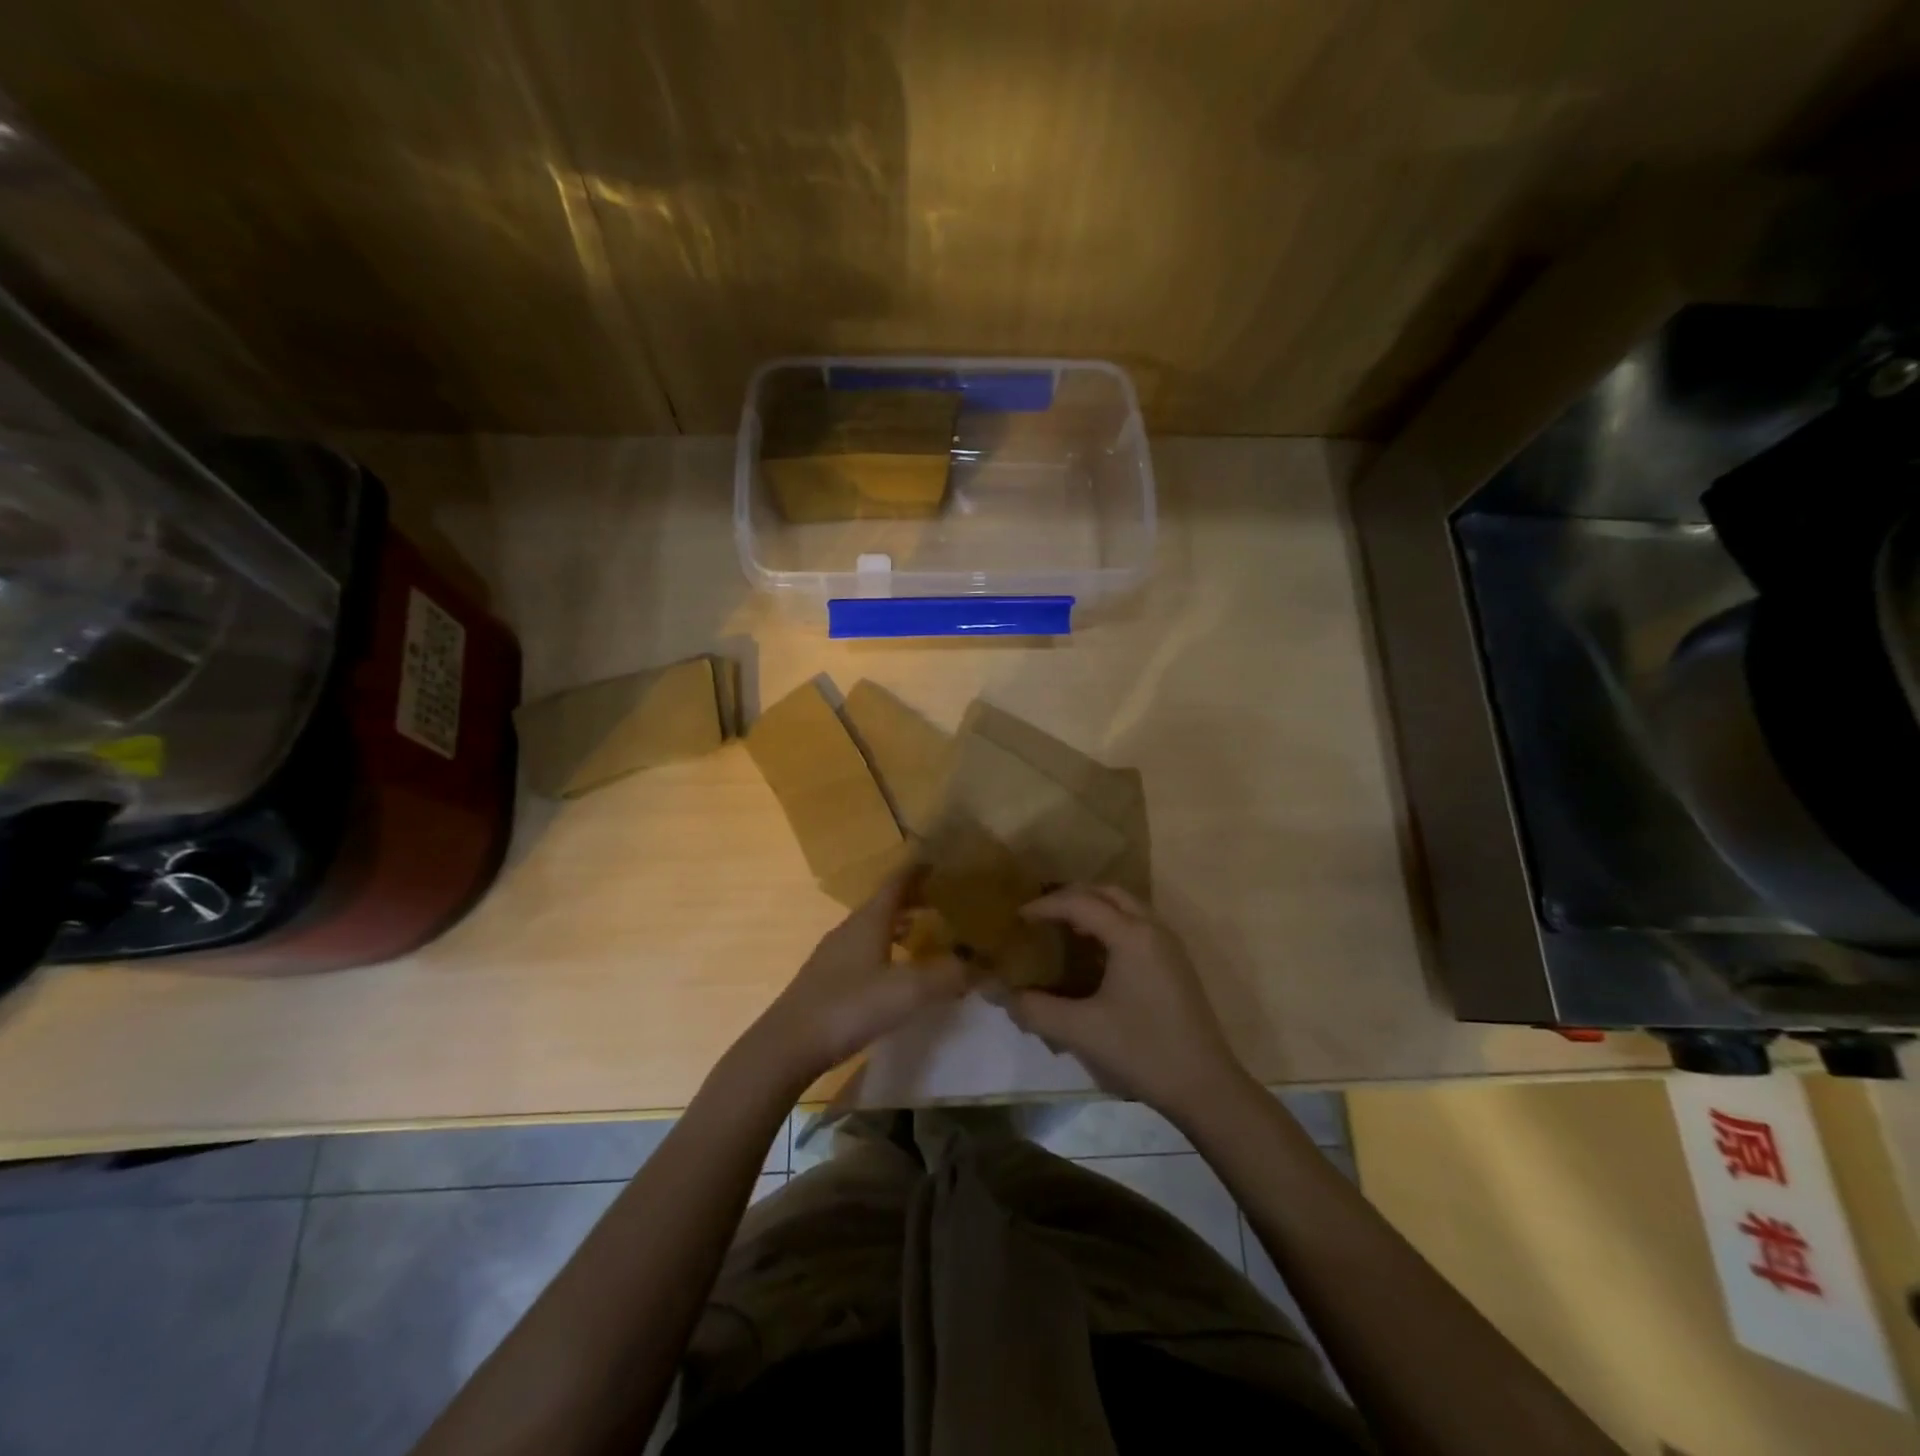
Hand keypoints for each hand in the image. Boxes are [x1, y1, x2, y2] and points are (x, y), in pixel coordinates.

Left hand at [749, 866, 967, 1087]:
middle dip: (913, 899)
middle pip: (885, 904)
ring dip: (899, 926)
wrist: (788, 1045)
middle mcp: (850, 929)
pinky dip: (886, 950)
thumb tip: (982, 965)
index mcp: (869, 920)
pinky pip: (864, 952)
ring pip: (873, 929)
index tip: (939, 861)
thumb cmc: (850, 1007)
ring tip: (925, 934)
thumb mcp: (907, 992)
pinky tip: (895, 973)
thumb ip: (948, 975)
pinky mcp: (826, 980)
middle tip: (943, 900)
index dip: (917, 870)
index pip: (896, 883)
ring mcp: (834, 954)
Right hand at [1002, 885, 1247, 1120]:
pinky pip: (1137, 924)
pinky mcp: (1175, 964)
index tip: (1017, 918)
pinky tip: (1094, 954)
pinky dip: (1111, 924)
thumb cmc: (1142, 1051)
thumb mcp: (1081, 1031)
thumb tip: (1000, 995)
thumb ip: (1035, 1009)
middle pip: (1107, 893)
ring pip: (1126, 906)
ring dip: (1094, 908)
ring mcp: (1168, 945)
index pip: (1080, 903)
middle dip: (1071, 896)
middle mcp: (1152, 929)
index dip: (1045, 906)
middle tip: (1041, 914)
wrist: (1206, 1087)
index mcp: (1131, 935)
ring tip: (1063, 929)